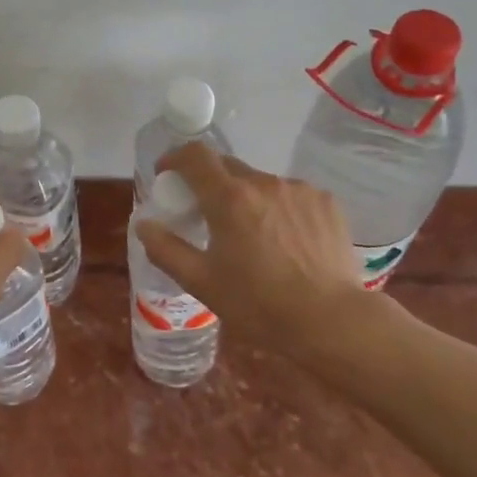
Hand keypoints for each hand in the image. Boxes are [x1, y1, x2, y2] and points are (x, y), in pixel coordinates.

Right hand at [134, 143, 409, 359]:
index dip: (175, 158)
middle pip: (227, 167)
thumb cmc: (259, 304)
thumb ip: (166, 249)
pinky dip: (279, 209)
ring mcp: (299, 189)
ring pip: (260, 183)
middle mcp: (264, 182)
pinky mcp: (326, 202)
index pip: (195, 155)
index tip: (167, 175)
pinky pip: (291, 195)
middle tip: (206, 214)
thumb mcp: (202, 282)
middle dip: (209, 183)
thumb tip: (144, 224)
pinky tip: (286, 242)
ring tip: (253, 236)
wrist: (332, 321)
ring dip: (247, 198)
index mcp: (229, 198)